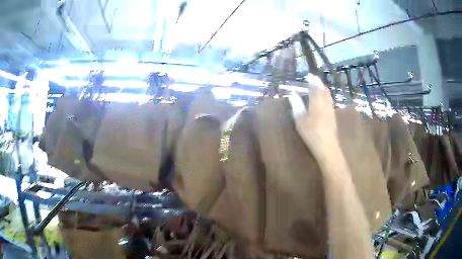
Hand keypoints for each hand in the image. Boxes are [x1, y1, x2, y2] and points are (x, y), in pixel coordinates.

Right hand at [291, 74, 337, 149]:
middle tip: (314, 78)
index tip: (309, 75)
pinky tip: (324, 98)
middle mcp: (325, 104)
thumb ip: (297, 106)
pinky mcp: (333, 116)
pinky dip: (326, 95)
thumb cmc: (311, 135)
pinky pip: (330, 101)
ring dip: (323, 88)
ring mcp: (331, 110)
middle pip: (324, 90)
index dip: (312, 81)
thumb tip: (292, 94)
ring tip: (319, 85)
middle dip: (319, 83)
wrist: (327, 147)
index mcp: (316, 104)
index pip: (315, 88)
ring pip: (328, 95)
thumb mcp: (300, 122)